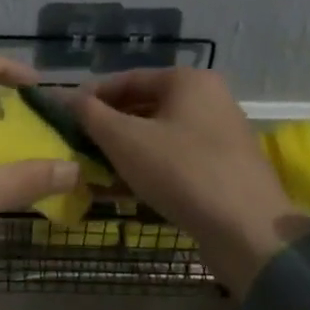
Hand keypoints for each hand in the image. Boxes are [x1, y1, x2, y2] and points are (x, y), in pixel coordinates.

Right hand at [73, 68, 305, 295]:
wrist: (246, 229)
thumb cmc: (181, 171)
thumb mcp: (124, 140)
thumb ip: (89, 114)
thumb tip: (63, 97)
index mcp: (188, 81)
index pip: (127, 79)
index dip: (90, 97)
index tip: (62, 117)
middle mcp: (208, 100)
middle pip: (143, 108)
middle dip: (106, 130)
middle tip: (75, 148)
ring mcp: (218, 136)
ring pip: (157, 138)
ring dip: (122, 154)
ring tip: (90, 174)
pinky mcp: (222, 169)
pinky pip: (174, 161)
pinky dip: (146, 171)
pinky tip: (119, 193)